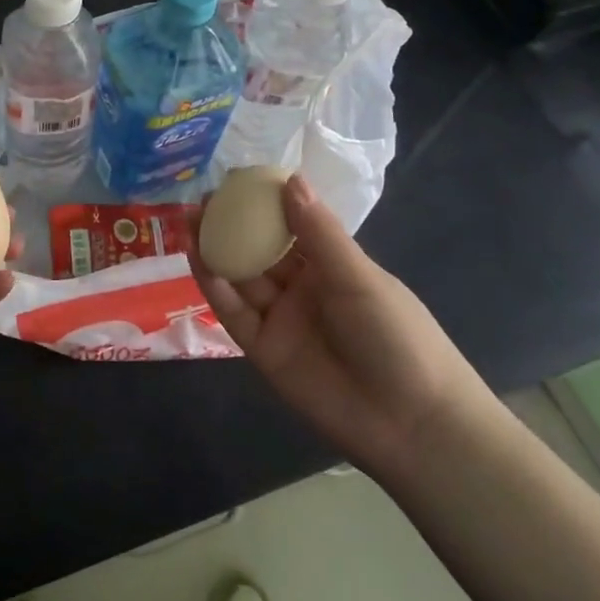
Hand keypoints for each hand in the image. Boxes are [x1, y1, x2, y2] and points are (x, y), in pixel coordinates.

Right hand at [188, 174, 489, 479]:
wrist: (410, 422)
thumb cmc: (396, 336)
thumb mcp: (359, 277)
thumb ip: (318, 232)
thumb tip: (290, 179)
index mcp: (331, 265)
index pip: (290, 225)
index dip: (263, 202)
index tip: (236, 178)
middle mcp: (302, 288)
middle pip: (258, 249)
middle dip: (230, 223)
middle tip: (202, 198)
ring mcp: (281, 318)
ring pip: (241, 277)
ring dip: (215, 249)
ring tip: (189, 220)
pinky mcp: (263, 349)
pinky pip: (234, 312)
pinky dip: (214, 286)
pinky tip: (198, 258)